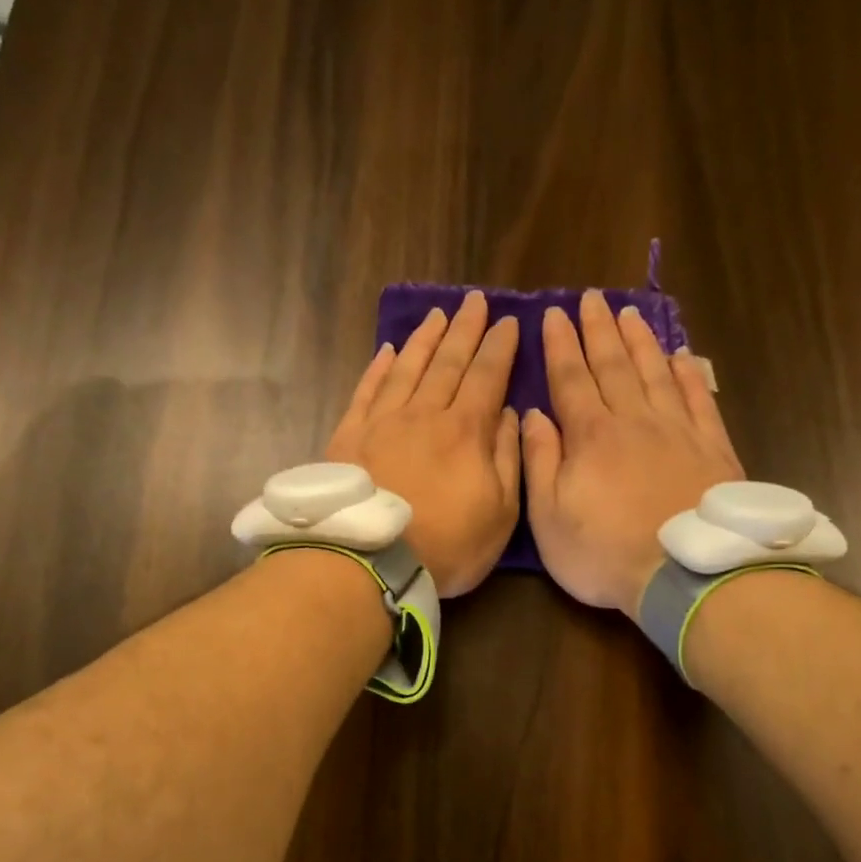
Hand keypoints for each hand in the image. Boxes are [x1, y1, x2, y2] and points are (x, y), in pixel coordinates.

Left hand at [326, 290, 520, 596]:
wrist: (371, 561)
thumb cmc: (447, 545)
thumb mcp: (500, 512)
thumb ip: (508, 459)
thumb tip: (510, 414)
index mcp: (465, 431)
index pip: (487, 376)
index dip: (500, 347)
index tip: (509, 321)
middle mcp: (424, 414)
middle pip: (448, 362)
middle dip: (465, 330)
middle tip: (474, 300)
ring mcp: (383, 422)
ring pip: (408, 368)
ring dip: (425, 340)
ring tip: (437, 315)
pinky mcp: (349, 436)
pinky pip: (367, 391)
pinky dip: (379, 368)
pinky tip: (388, 351)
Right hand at [521, 291, 742, 616]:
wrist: (685, 573)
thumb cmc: (604, 552)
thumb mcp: (549, 517)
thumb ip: (540, 462)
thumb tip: (533, 414)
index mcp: (591, 436)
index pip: (571, 379)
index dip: (560, 346)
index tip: (553, 315)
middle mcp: (634, 420)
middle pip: (613, 365)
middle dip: (598, 330)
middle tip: (590, 298)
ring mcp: (677, 430)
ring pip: (655, 372)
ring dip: (639, 341)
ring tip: (629, 314)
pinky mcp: (712, 447)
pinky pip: (697, 398)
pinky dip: (687, 373)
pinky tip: (680, 356)